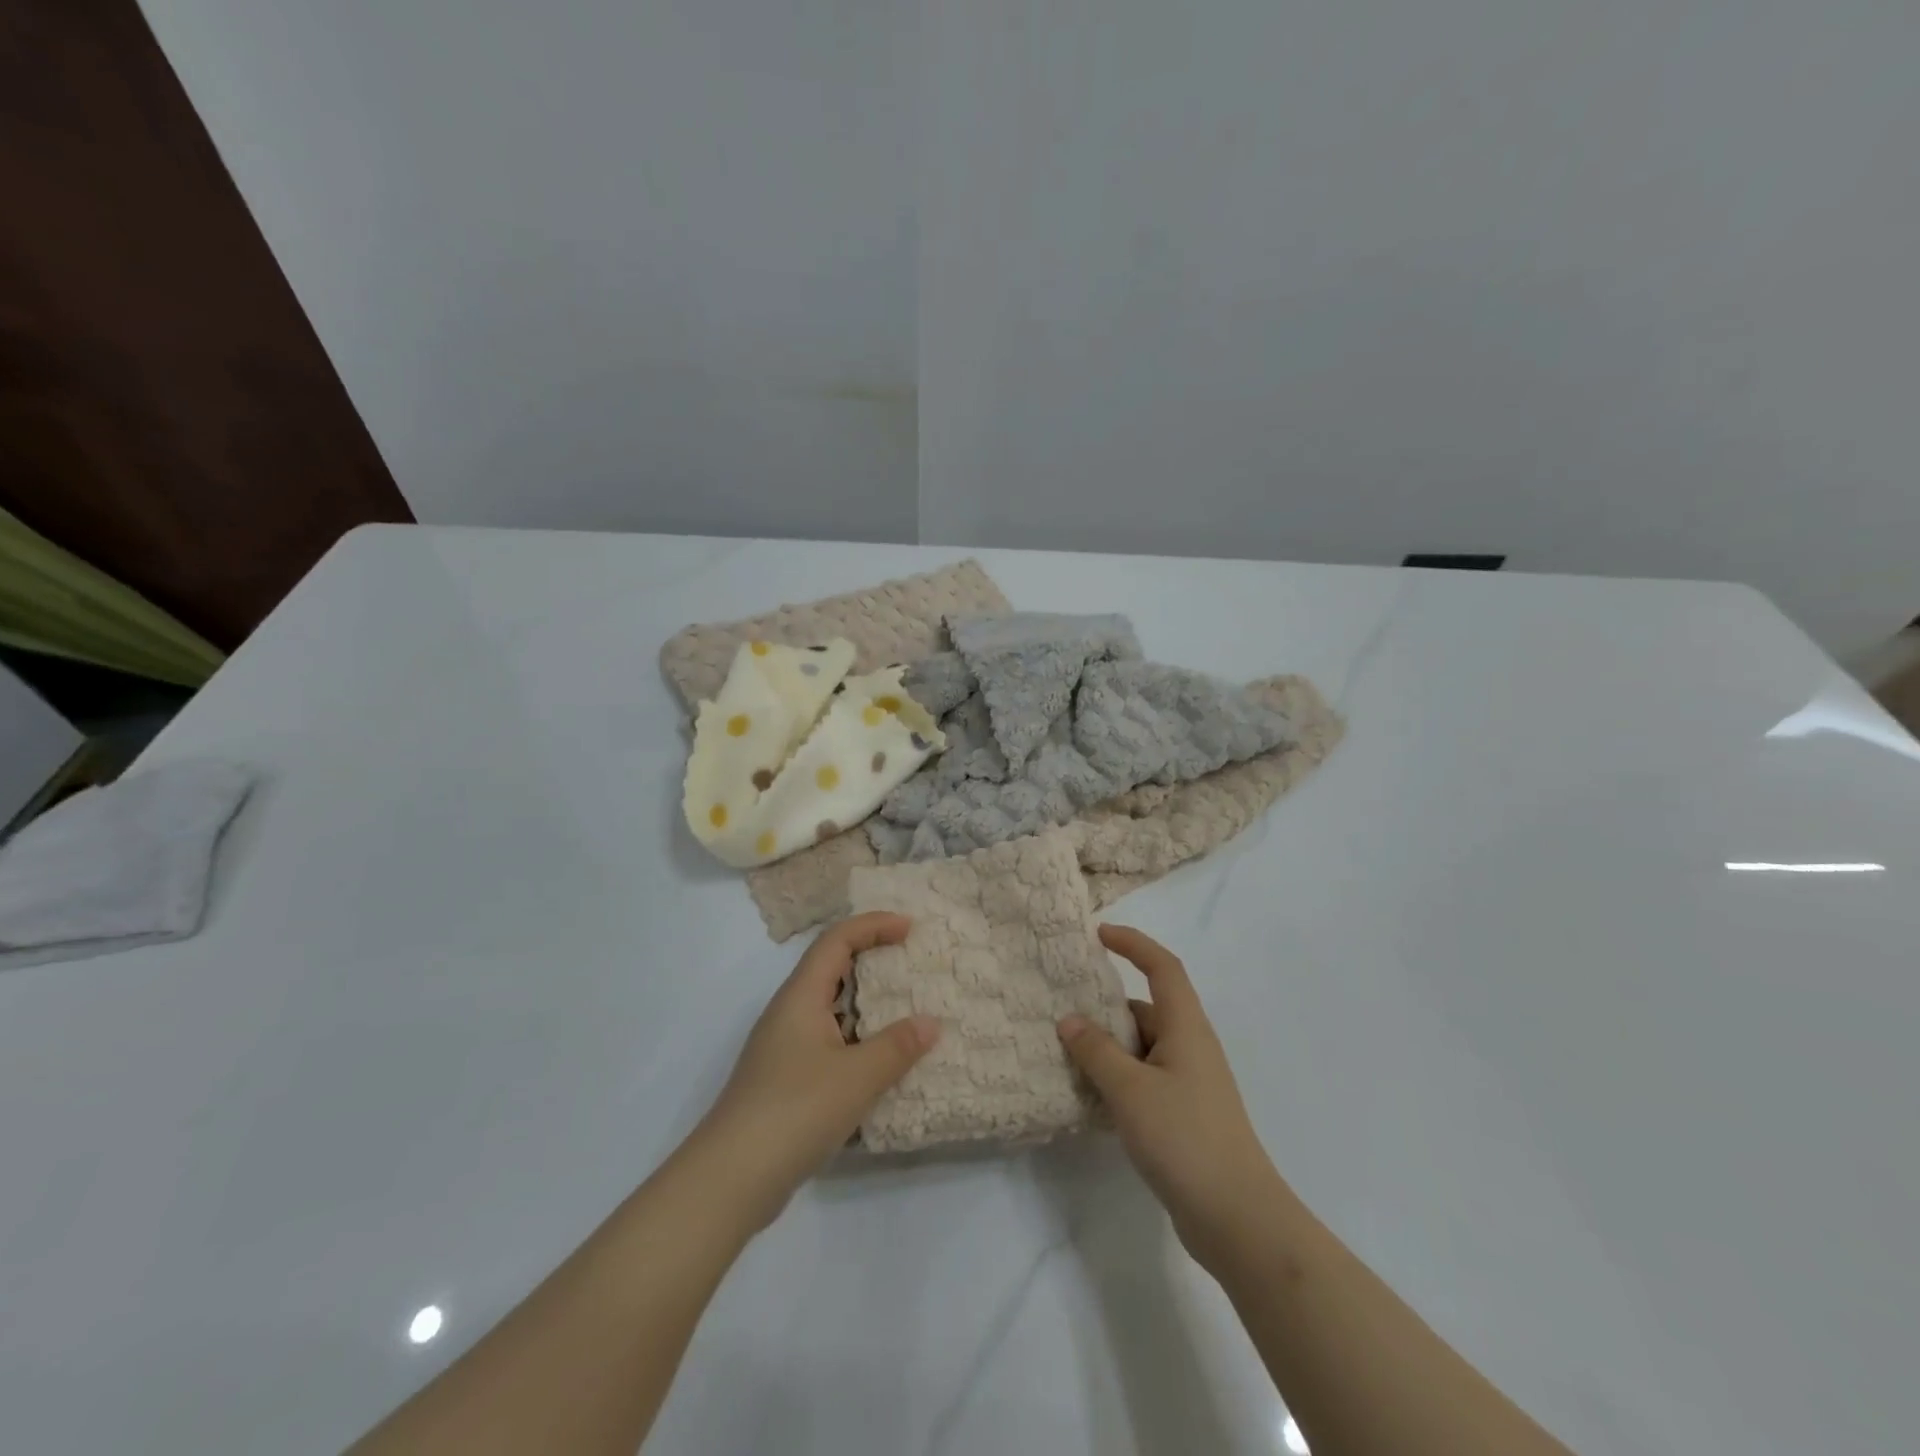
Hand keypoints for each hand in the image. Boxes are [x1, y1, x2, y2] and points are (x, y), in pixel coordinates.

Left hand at [693, 913, 939, 1230]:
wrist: (729, 1180)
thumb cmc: (795, 1111)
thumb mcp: (857, 1077)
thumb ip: (897, 1047)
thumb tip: (931, 1023)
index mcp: (800, 997)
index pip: (837, 940)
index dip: (873, 925)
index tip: (910, 929)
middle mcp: (788, 1013)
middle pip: (831, 967)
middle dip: (871, 958)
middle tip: (911, 963)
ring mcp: (783, 1048)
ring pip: (829, 1008)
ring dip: (866, 1003)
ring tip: (905, 1011)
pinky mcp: (784, 1080)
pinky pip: (828, 1041)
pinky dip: (857, 1039)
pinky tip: (879, 1063)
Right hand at [1058, 924, 1284, 1273]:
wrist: (1238, 1219)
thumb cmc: (1185, 1138)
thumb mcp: (1130, 1090)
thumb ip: (1096, 1051)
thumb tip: (1069, 1020)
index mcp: (1185, 1027)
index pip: (1162, 967)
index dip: (1133, 943)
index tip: (1098, 934)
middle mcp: (1190, 1047)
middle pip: (1146, 1008)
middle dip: (1106, 1004)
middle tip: (1062, 1004)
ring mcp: (1188, 1083)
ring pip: (1141, 1047)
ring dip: (1107, 1046)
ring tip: (1063, 1050)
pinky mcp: (1183, 1115)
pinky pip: (1143, 1079)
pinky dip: (1116, 1077)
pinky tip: (1087, 1095)